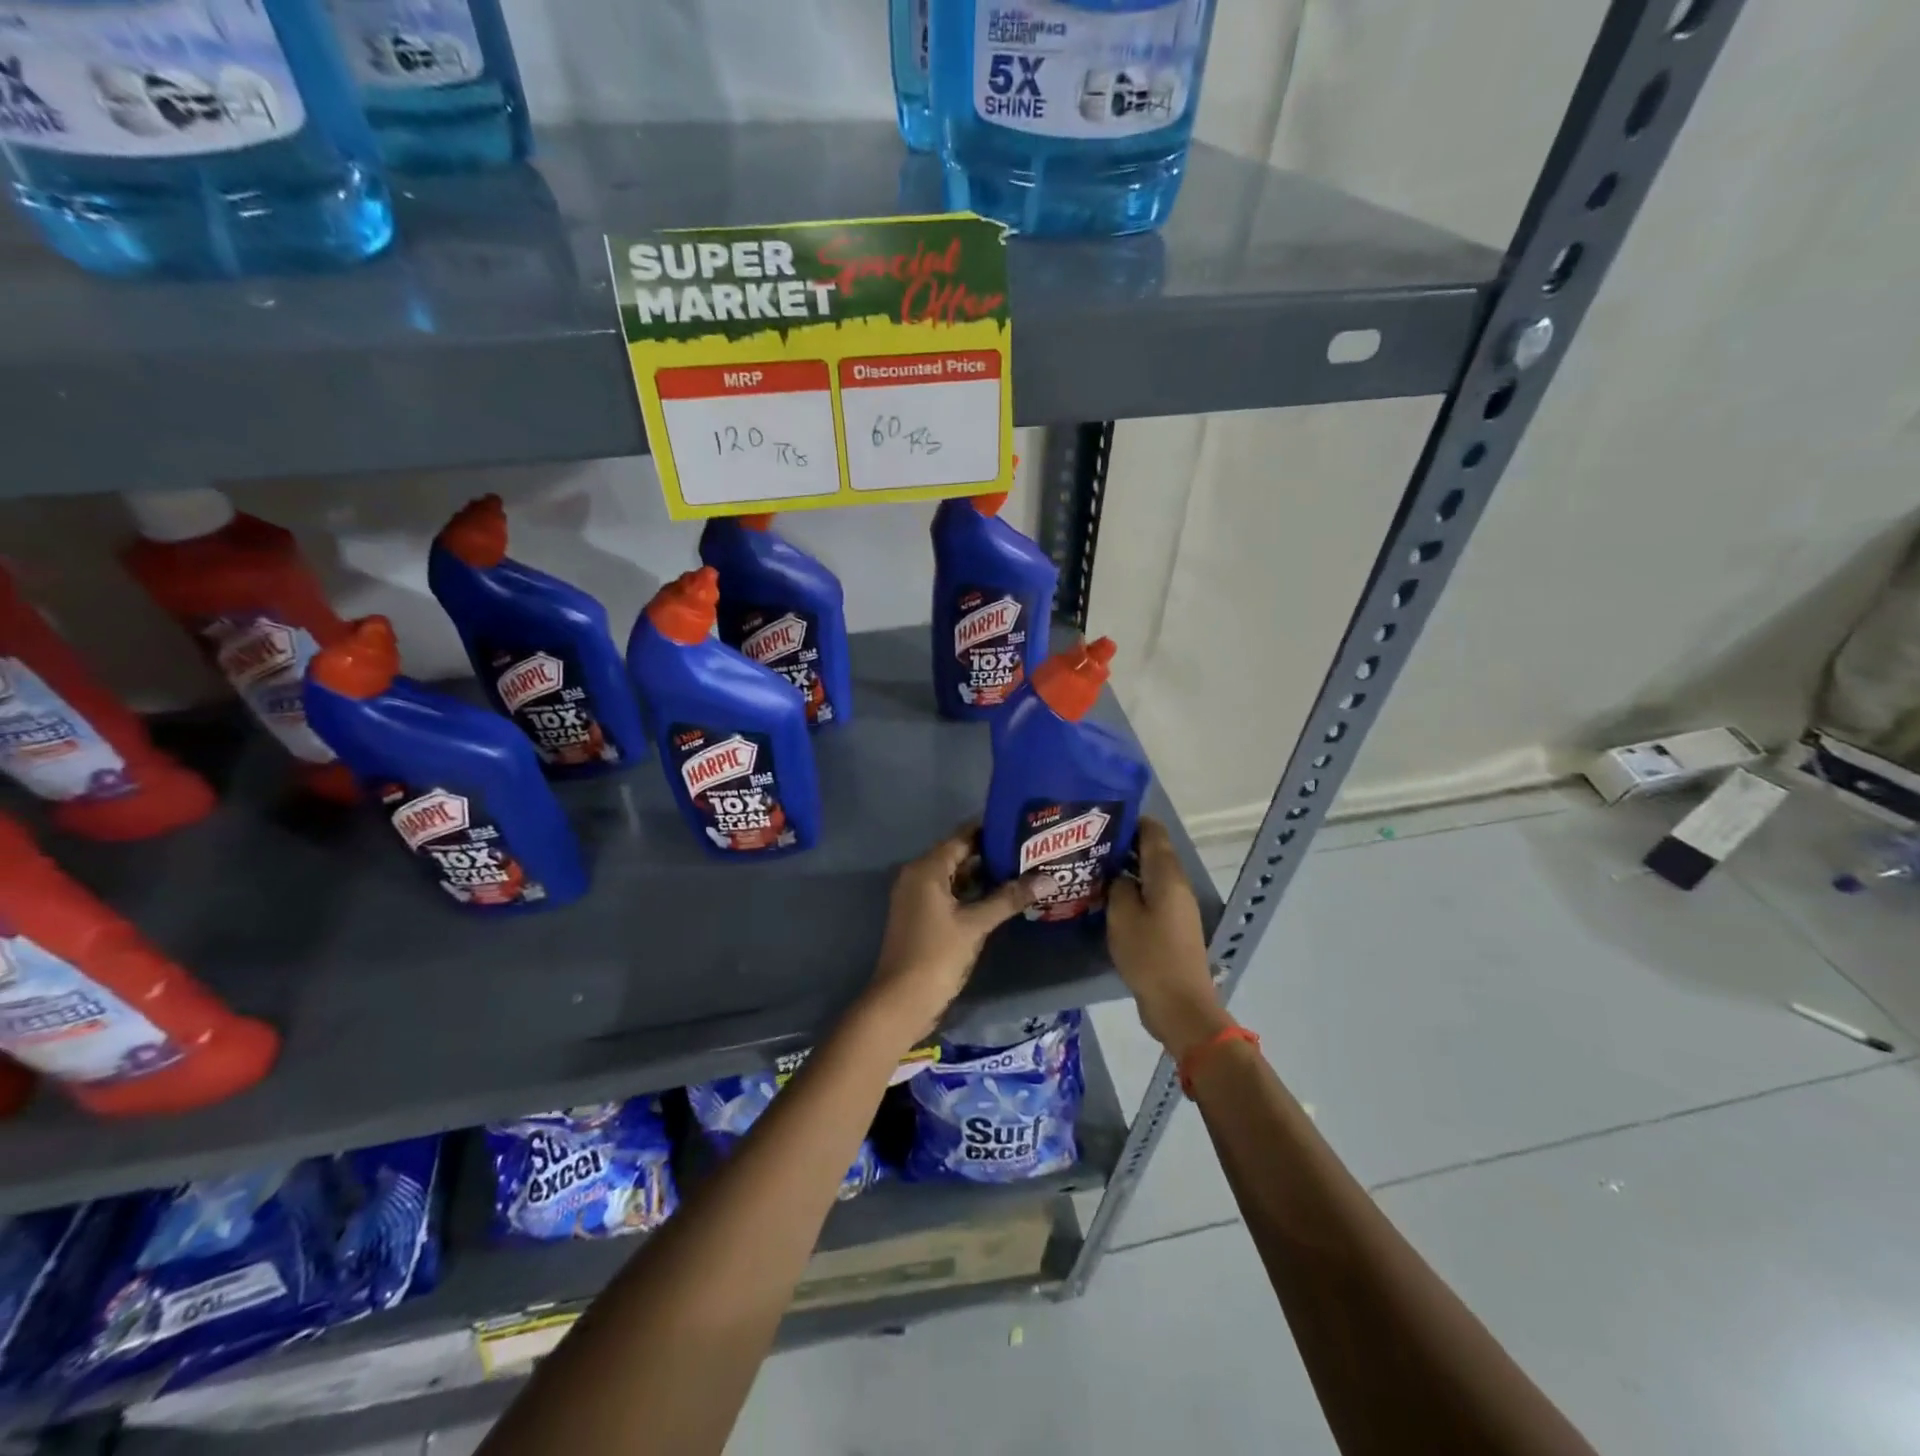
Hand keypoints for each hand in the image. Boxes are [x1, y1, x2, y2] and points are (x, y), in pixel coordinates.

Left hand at [866, 827, 1042, 1043]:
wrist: (901, 1001)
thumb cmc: (937, 955)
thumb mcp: (976, 925)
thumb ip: (1009, 899)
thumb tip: (1048, 879)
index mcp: (926, 868)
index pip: (962, 837)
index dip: (990, 829)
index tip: (1021, 824)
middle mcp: (917, 875)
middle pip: (958, 854)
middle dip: (991, 852)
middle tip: (1028, 848)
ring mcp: (916, 897)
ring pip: (954, 876)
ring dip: (983, 874)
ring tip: (1022, 868)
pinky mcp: (921, 916)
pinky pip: (949, 893)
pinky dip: (971, 892)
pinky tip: (999, 896)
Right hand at [1108, 819, 1230, 1058]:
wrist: (1179, 1004)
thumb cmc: (1149, 955)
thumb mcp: (1122, 916)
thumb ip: (1118, 886)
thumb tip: (1119, 875)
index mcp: (1167, 875)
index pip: (1153, 832)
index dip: (1130, 821)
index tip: (1101, 820)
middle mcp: (1176, 885)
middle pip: (1152, 852)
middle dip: (1123, 845)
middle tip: (1089, 844)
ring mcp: (1177, 906)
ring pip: (1150, 875)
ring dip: (1126, 869)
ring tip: (1093, 868)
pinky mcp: (1172, 926)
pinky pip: (1151, 896)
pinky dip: (1133, 890)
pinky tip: (1108, 898)